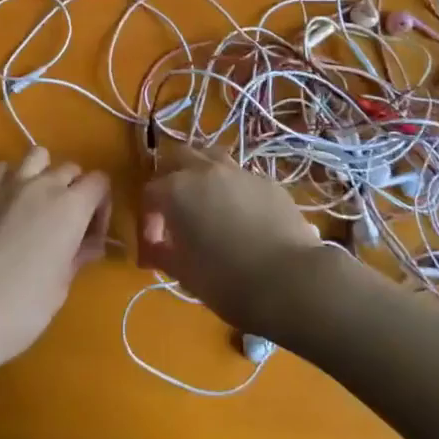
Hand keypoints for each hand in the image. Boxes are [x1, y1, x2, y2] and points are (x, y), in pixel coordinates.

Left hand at [0, 148, 110, 369]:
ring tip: (36, 204)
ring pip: (36, 156)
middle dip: (75, 190)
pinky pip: (2, 169)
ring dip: (43, 174)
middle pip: (69, 168)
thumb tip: (91, 244)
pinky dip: (10, 179)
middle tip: (66, 224)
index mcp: (71, 208)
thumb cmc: (20, 309)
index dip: (101, 206)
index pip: (99, 182)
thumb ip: (77, 257)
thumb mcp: (59, 288)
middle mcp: (43, 185)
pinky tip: (5, 205)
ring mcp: (7, 184)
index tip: (91, 235)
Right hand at [138, 143, 324, 335]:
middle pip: (178, 158)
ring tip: (205, 204)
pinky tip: (240, 217)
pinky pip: (240, 177)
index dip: (148, 219)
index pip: (151, 193)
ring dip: (201, 175)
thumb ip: (162, 253)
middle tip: (173, 211)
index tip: (154, 247)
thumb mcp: (184, 273)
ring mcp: (240, 172)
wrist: (291, 281)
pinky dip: (231, 190)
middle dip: (170, 179)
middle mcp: (206, 171)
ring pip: (211, 158)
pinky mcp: (268, 183)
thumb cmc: (227, 280)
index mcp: (178, 190)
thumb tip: (153, 249)